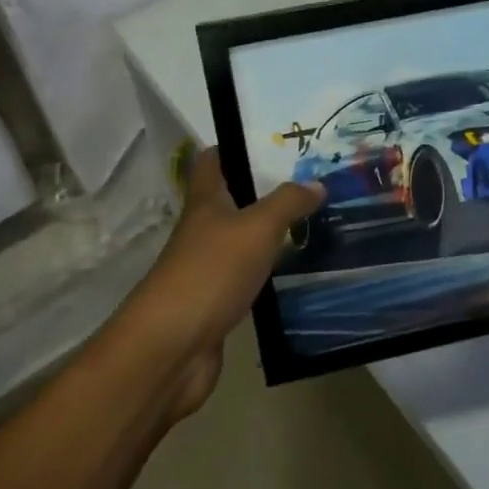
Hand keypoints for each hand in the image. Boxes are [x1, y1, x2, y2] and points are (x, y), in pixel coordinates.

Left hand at [130, 149, 322, 417]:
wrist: (171, 349)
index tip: (272, 139)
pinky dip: (270, 269)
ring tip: (314, 219)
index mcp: (205, 201)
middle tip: (311, 179)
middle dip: (266, 188)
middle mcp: (203, 229)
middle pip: (232, 198)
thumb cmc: (211, 272)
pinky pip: (249, 274)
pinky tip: (299, 267)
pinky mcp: (217, 301)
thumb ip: (287, 202)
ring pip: (243, 237)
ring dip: (272, 230)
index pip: (212, 160)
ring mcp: (208, 267)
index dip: (235, 145)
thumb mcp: (257, 228)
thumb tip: (317, 183)